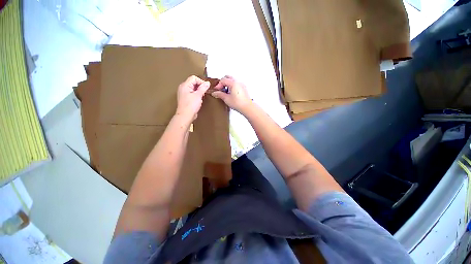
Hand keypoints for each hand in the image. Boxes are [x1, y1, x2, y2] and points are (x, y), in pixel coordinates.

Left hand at [175, 75, 209, 121]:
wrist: (185, 115)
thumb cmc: (190, 106)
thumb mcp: (198, 95)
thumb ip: (203, 88)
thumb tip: (207, 83)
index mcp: (185, 85)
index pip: (194, 78)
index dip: (201, 82)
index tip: (205, 87)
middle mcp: (183, 88)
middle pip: (193, 82)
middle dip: (200, 86)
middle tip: (204, 92)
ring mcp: (184, 93)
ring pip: (193, 88)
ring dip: (199, 91)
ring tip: (201, 97)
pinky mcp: (186, 98)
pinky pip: (192, 93)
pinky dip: (196, 95)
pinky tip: (199, 100)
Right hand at [211, 76, 252, 114]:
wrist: (247, 107)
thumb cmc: (239, 103)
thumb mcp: (226, 99)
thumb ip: (219, 94)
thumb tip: (215, 93)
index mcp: (233, 83)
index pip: (223, 80)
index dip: (218, 85)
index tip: (217, 90)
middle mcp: (238, 82)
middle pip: (228, 77)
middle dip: (223, 82)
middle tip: (220, 89)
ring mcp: (242, 85)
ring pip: (232, 81)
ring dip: (228, 85)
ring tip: (225, 93)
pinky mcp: (244, 89)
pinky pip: (236, 84)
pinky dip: (232, 87)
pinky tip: (231, 94)